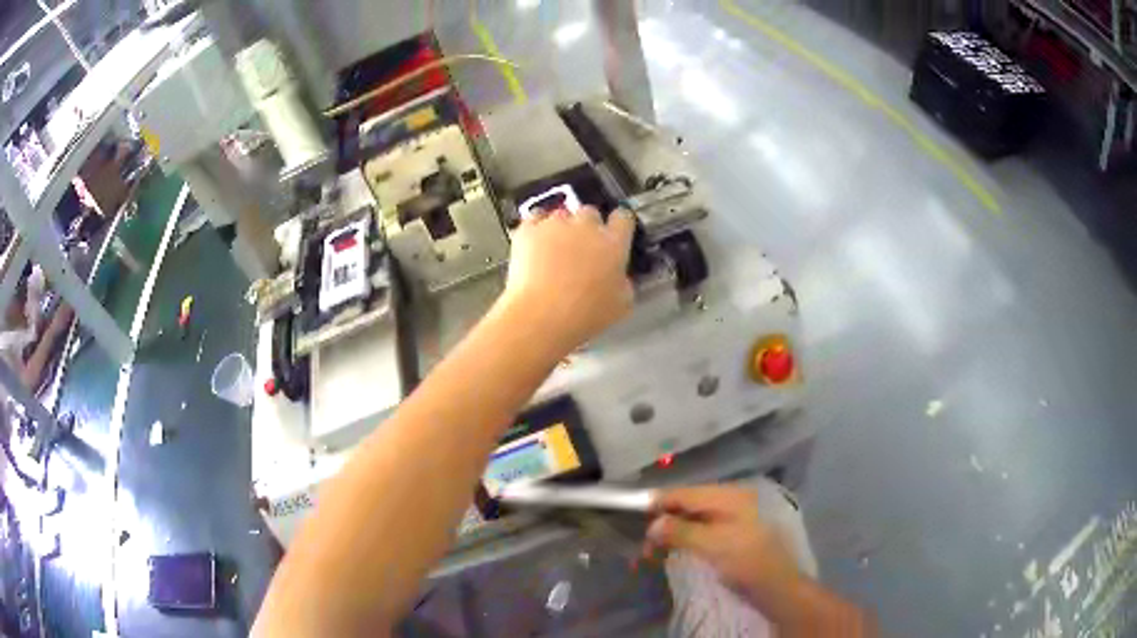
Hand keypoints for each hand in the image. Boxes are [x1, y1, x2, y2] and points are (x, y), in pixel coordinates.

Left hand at [498, 206, 634, 352]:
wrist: (541, 314)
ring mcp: (556, 225)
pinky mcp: (529, 230)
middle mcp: (586, 226)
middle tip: (583, 248)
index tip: (616, 233)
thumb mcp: (621, 304)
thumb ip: (624, 282)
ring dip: (561, 228)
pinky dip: (537, 228)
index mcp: (613, 243)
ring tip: (556, 250)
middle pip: (590, 213)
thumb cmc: (583, 313)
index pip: (623, 218)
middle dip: (587, 226)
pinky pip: (535, 218)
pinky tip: (536, 243)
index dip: (619, 225)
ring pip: (562, 215)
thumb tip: (620, 278)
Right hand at [645, 486, 804, 607]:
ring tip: (653, 552)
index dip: (659, 502)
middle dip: (663, 521)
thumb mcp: (712, 544)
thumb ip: (680, 531)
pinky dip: (683, 539)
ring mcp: (731, 517)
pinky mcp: (730, 535)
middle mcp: (729, 501)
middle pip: (687, 504)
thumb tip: (652, 524)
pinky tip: (672, 550)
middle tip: (644, 543)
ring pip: (691, 518)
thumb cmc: (745, 560)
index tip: (633, 513)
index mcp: (728, 495)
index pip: (685, 492)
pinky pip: (700, 530)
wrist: (775, 584)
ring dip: (671, 532)